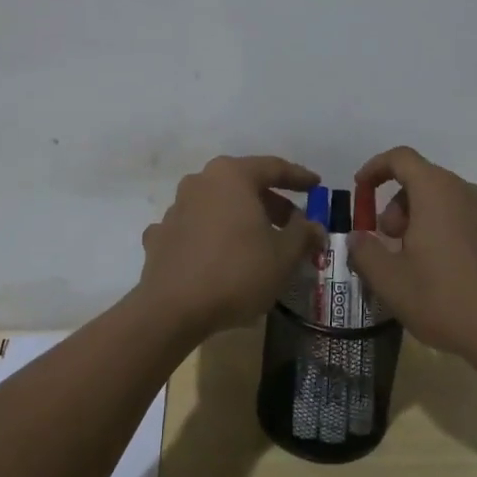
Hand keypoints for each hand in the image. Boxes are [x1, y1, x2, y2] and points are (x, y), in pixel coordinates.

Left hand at [138, 155, 323, 337]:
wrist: (173, 309)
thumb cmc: (237, 272)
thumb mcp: (284, 255)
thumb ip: (303, 234)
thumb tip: (314, 226)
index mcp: (232, 176)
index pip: (273, 167)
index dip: (299, 177)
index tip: (316, 186)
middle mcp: (200, 181)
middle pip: (244, 185)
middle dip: (271, 202)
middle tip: (292, 224)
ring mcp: (176, 207)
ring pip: (217, 205)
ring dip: (240, 218)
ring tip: (259, 243)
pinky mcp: (161, 235)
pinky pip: (194, 228)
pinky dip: (211, 236)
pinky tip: (219, 255)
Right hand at [348, 146, 476, 365]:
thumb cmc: (444, 300)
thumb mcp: (389, 281)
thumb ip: (365, 251)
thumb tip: (358, 237)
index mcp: (436, 192)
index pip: (401, 158)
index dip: (376, 168)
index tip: (361, 190)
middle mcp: (469, 194)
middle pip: (426, 180)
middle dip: (400, 205)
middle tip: (390, 242)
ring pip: (456, 201)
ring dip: (432, 217)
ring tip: (422, 256)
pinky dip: (476, 230)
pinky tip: (473, 254)